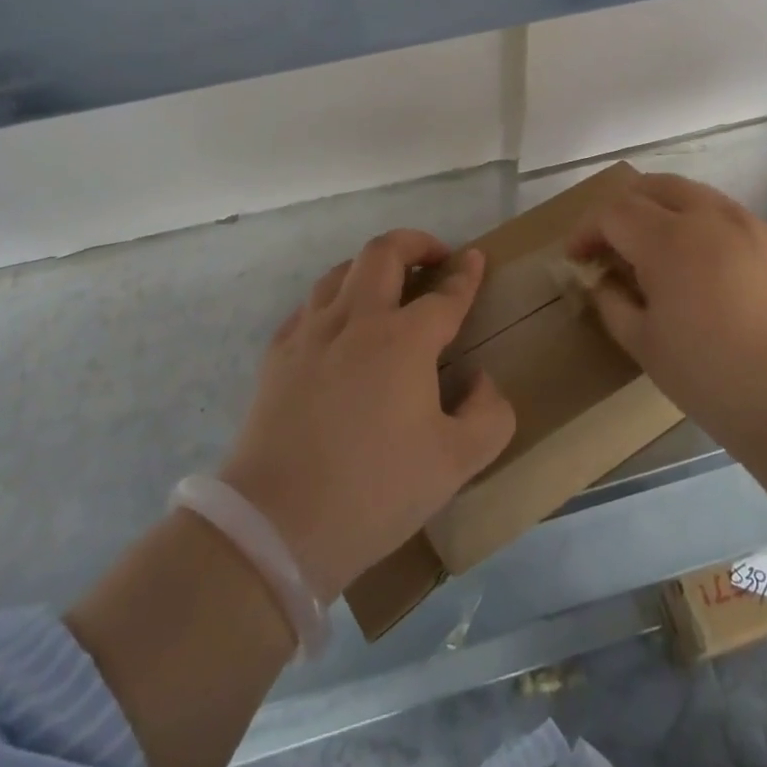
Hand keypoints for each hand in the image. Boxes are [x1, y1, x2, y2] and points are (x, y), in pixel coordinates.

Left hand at [219, 230, 516, 600]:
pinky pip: (310, 305)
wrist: (277, 524)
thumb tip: (482, 381)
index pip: (445, 294)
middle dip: (416, 242)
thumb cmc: (374, 492)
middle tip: (434, 256)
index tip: (476, 258)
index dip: (466, 274)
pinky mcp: (278, 353)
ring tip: (388, 284)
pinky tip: (339, 324)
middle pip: (384, 253)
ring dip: (372, 265)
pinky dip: (334, 299)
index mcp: (404, 340)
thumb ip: (489, 415)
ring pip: (342, 271)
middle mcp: (357, 320)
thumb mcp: (455, 465)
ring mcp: (311, 332)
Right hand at [568, 174, 766, 457]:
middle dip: (620, 209)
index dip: (586, 231)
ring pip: (689, 192)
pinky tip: (696, 263)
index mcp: (669, 239)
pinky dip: (694, 221)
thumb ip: (614, 304)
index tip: (576, 258)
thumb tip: (602, 282)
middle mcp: (708, 216)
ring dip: (658, 209)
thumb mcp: (648, 348)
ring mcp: (747, 224)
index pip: (612, 212)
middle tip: (609, 246)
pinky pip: (720, 212)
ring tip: (651, 251)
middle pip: (650, 186)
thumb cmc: (719, 380)